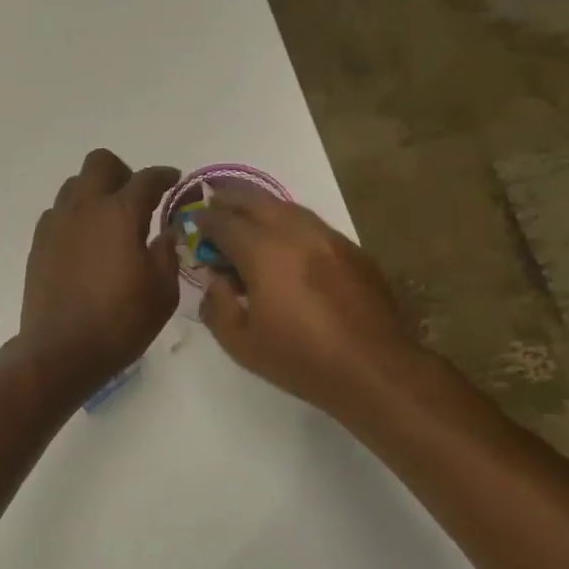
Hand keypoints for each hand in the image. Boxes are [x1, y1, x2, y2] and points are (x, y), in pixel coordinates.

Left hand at [18, 150, 180, 401]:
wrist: (61, 350)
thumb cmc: (120, 322)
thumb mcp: (162, 292)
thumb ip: (167, 254)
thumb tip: (165, 233)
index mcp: (119, 214)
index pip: (146, 179)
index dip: (164, 176)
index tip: (173, 180)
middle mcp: (84, 208)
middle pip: (100, 163)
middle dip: (123, 173)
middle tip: (137, 200)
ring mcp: (56, 223)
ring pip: (74, 185)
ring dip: (95, 192)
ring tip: (109, 223)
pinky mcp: (38, 243)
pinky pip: (58, 212)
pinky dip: (75, 217)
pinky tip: (85, 244)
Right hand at [196, 191, 424, 421]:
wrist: (375, 369)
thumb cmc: (301, 360)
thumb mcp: (241, 344)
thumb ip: (217, 307)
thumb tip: (216, 282)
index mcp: (264, 253)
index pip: (224, 223)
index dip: (204, 221)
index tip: (194, 224)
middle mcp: (296, 234)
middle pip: (256, 201)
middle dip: (230, 199)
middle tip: (215, 205)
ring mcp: (329, 238)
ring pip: (288, 207)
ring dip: (261, 208)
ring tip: (247, 219)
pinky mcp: (353, 250)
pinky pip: (312, 224)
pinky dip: (289, 223)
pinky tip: (285, 243)